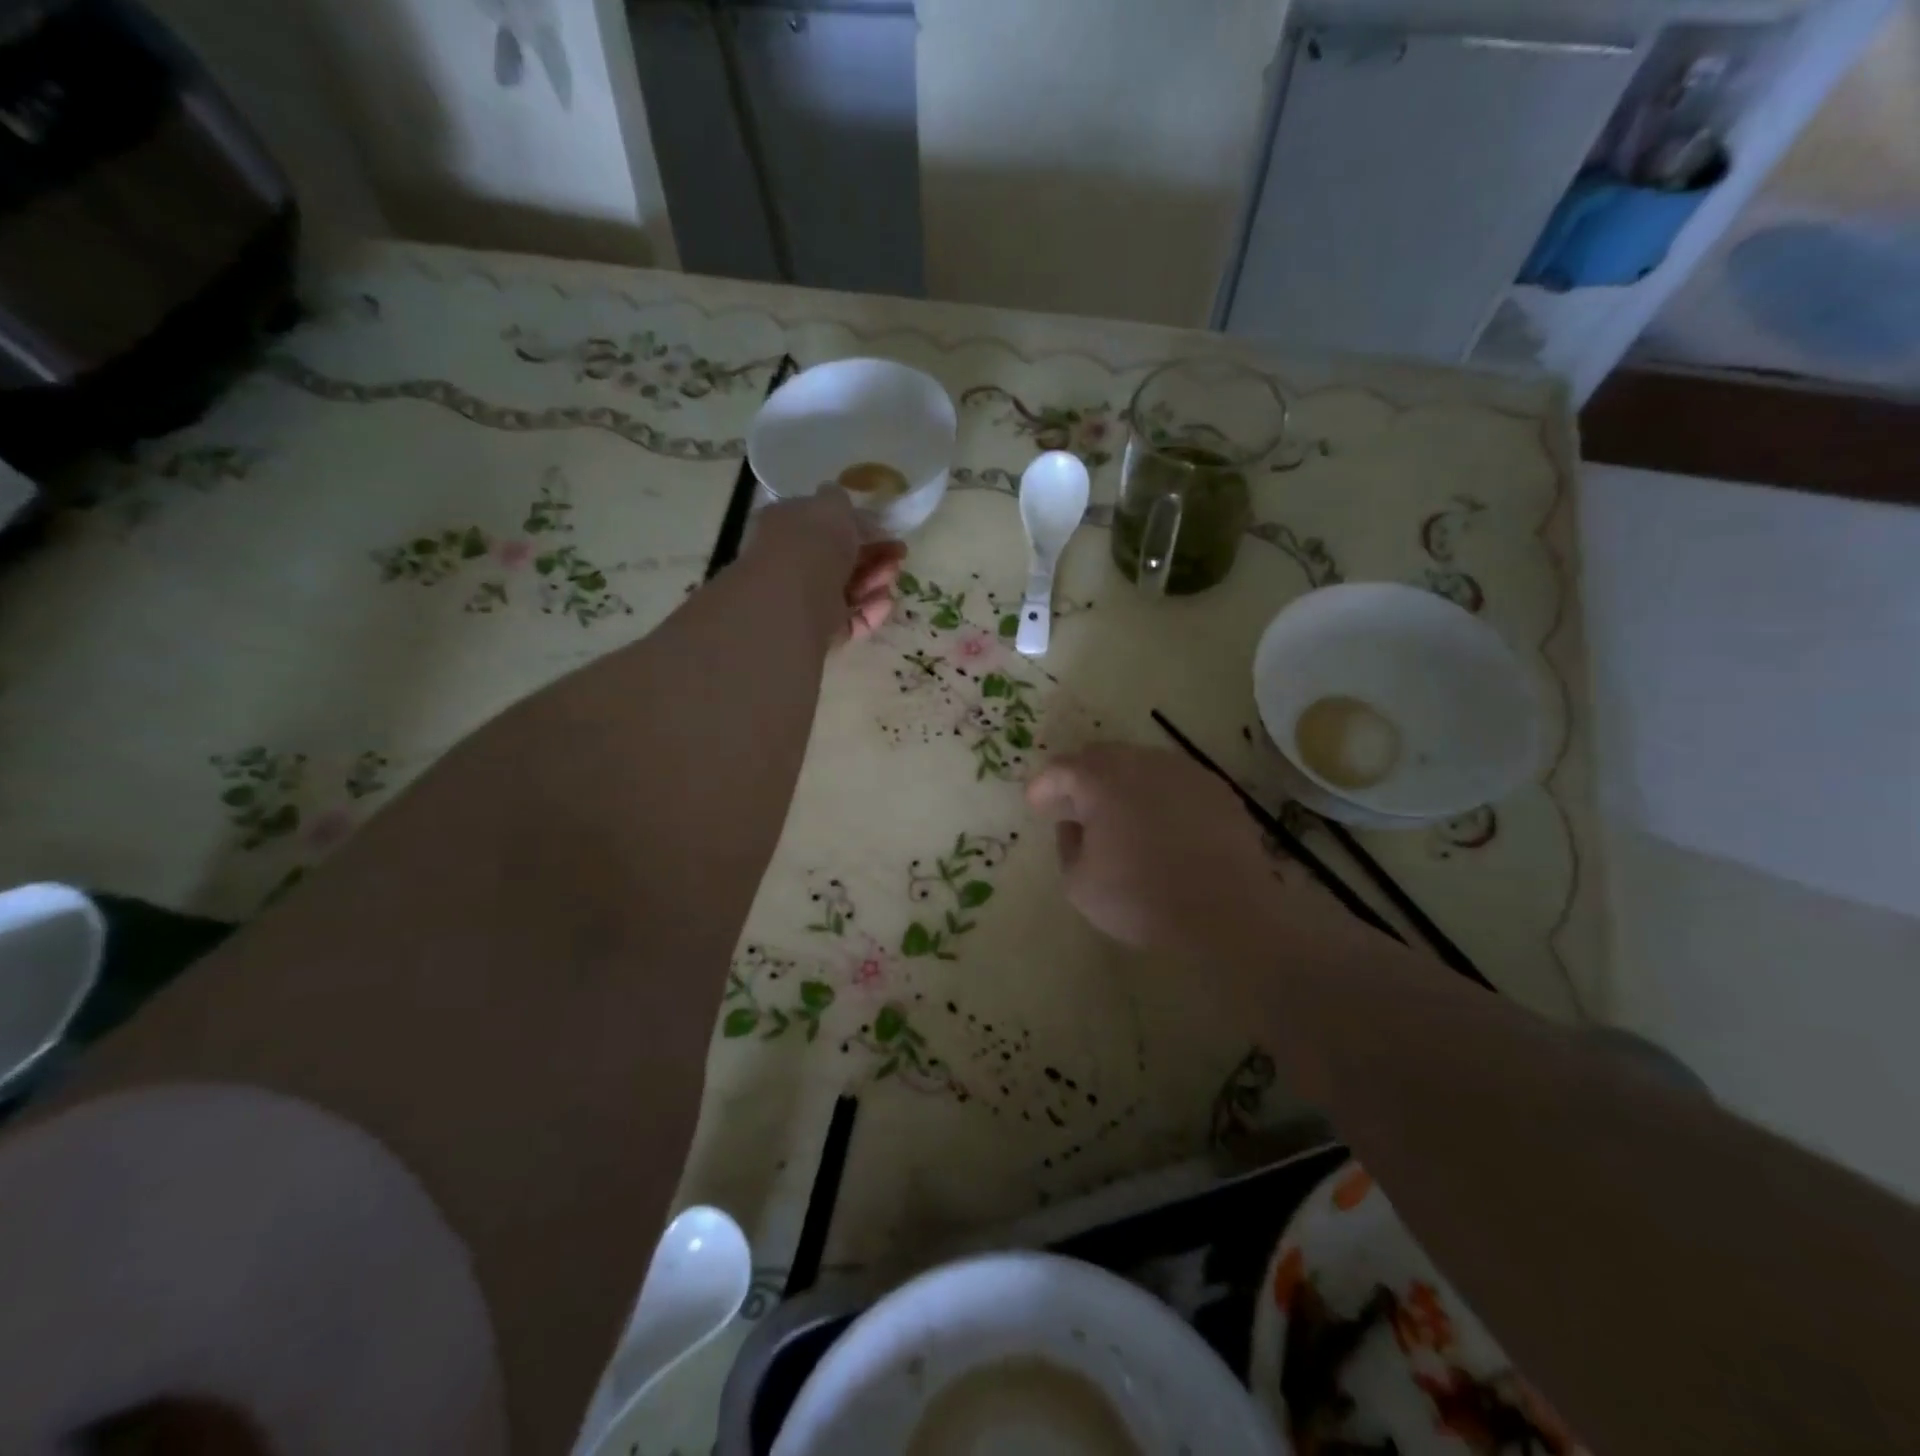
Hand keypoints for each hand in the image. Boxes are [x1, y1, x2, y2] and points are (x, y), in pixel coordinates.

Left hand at [746, 490, 907, 641]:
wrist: (793, 599)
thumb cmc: (813, 543)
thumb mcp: (832, 505)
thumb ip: (842, 502)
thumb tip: (847, 510)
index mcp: (788, 526)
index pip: (825, 524)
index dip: (858, 525)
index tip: (887, 529)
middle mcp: (793, 561)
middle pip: (840, 559)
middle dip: (873, 555)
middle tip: (899, 554)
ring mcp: (804, 598)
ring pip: (848, 590)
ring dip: (875, 581)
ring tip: (892, 577)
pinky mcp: (818, 630)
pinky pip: (849, 620)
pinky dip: (869, 612)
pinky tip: (885, 603)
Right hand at [1026, 744, 1279, 954]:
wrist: (1226, 913)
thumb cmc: (1139, 898)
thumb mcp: (1078, 883)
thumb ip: (1067, 844)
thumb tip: (1074, 824)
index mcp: (1101, 780)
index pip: (1062, 768)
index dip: (1043, 785)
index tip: (1035, 804)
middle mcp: (1142, 762)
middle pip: (1101, 756)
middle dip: (1081, 777)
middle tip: (1072, 804)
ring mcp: (1184, 772)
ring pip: (1141, 764)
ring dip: (1121, 782)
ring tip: (1116, 813)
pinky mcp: (1217, 790)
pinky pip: (1174, 781)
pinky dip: (1157, 794)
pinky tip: (1159, 823)